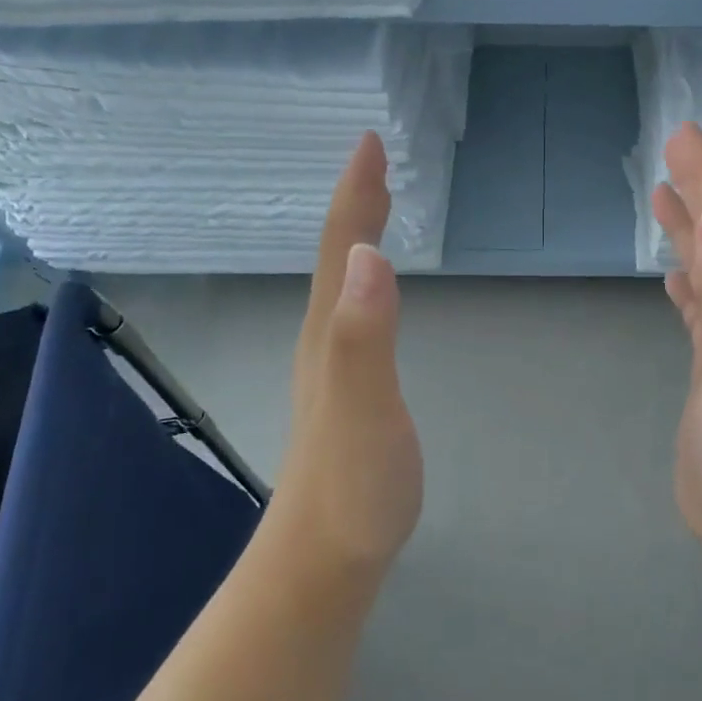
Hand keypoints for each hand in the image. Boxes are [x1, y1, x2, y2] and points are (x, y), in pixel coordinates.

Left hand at [277, 131, 422, 567]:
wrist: (324, 558)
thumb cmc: (354, 485)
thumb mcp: (363, 409)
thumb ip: (365, 336)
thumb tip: (370, 256)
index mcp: (332, 332)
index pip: (343, 247)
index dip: (357, 193)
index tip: (370, 143)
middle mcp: (325, 339)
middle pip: (338, 256)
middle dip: (356, 203)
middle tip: (376, 161)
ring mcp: (333, 367)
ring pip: (343, 283)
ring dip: (358, 236)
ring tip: (377, 208)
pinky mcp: (346, 390)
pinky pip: (355, 313)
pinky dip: (366, 280)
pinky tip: (374, 290)